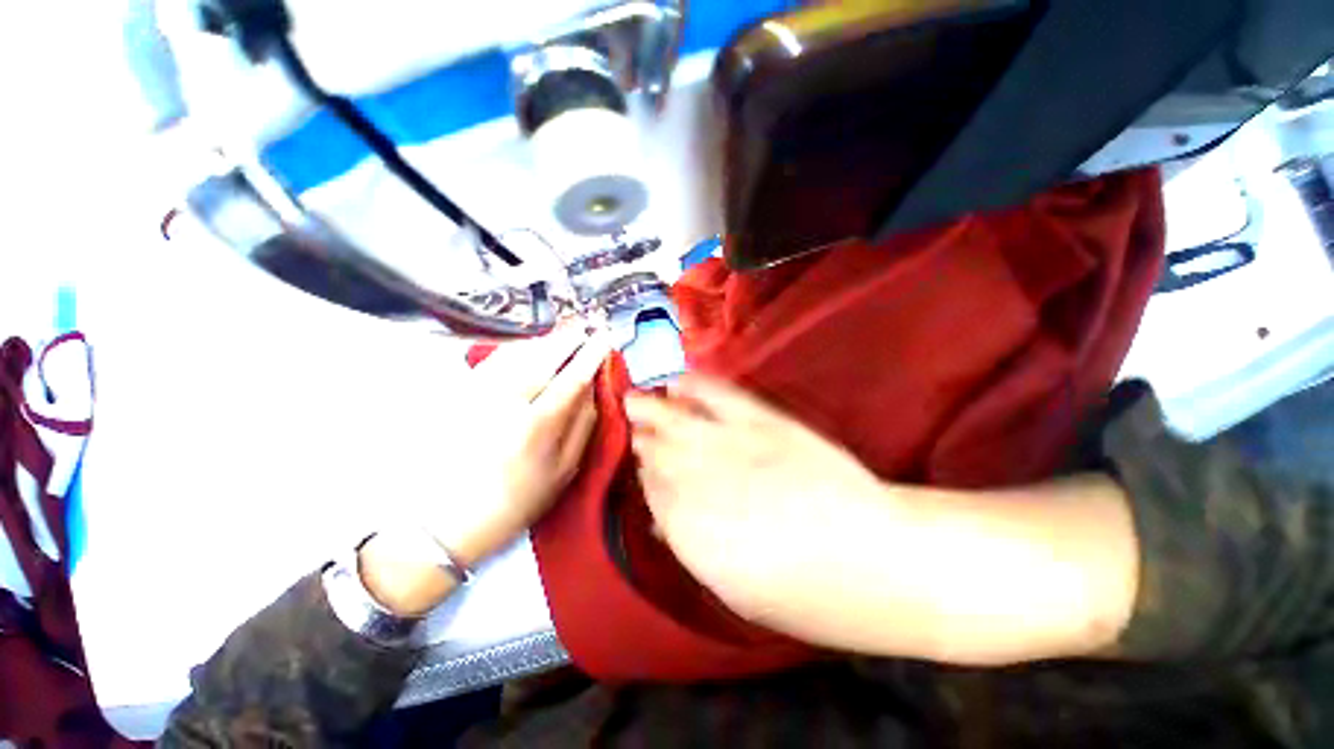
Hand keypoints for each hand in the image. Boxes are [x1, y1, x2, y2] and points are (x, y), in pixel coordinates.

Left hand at [435, 327, 610, 563]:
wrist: (445, 522)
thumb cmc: (516, 501)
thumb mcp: (564, 471)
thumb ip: (584, 426)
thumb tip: (594, 389)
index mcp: (536, 428)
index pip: (571, 379)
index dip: (591, 354)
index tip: (604, 338)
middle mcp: (504, 404)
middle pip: (542, 357)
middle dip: (567, 338)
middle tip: (585, 325)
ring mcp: (477, 395)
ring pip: (516, 353)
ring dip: (543, 340)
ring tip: (563, 335)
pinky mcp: (459, 395)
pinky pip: (492, 360)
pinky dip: (516, 348)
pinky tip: (529, 347)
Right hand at [624, 375, 893, 627]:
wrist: (875, 559)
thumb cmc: (804, 595)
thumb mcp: (732, 590)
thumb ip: (691, 545)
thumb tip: (664, 522)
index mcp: (687, 529)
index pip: (651, 491)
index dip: (646, 476)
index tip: (643, 466)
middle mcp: (698, 480)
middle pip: (658, 452)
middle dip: (644, 439)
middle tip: (635, 426)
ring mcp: (730, 444)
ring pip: (676, 421)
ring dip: (652, 410)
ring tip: (635, 399)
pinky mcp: (762, 422)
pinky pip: (718, 396)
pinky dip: (695, 386)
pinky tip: (678, 380)